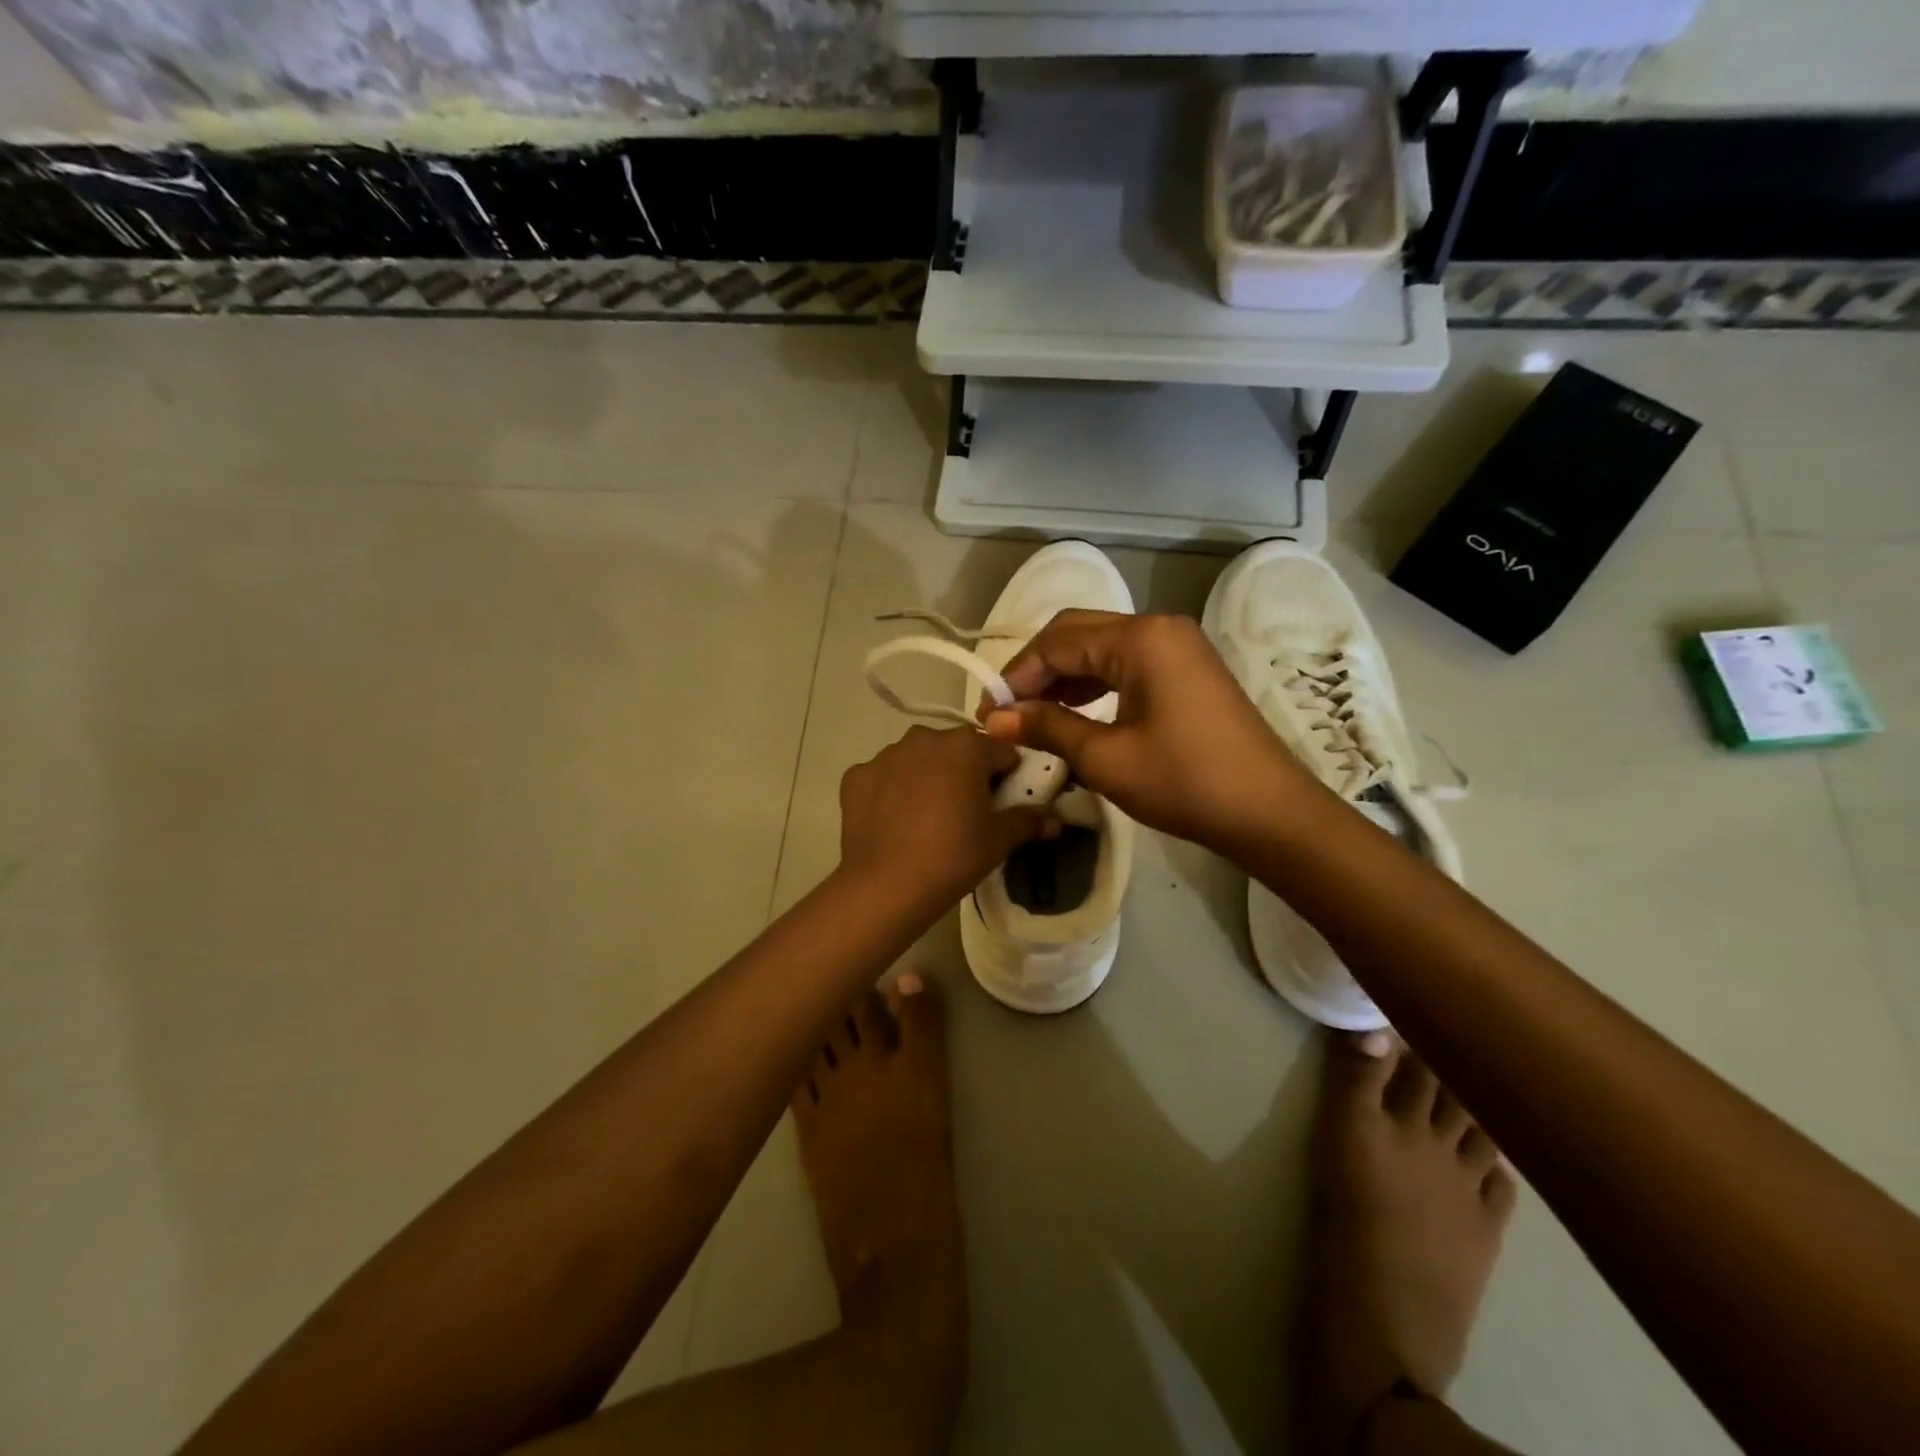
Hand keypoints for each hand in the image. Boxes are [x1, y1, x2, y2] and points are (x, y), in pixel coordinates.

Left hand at [838, 724, 1048, 912]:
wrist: (886, 886)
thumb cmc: (953, 856)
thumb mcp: (999, 840)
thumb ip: (1029, 820)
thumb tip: (1054, 819)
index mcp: (966, 745)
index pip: (1000, 752)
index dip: (1007, 776)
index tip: (1003, 802)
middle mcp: (924, 738)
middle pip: (956, 751)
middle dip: (964, 773)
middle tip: (966, 813)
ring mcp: (885, 755)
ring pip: (917, 760)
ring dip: (926, 778)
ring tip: (926, 819)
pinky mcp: (856, 776)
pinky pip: (883, 777)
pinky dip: (890, 792)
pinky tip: (893, 823)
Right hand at [981, 611, 1316, 855]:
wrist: (1268, 812)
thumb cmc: (1184, 782)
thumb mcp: (1105, 758)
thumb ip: (1047, 728)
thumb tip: (995, 720)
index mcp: (1140, 638)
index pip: (1057, 642)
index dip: (1016, 676)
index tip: (989, 715)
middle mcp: (1158, 627)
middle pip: (1077, 633)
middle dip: (1036, 670)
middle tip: (1007, 712)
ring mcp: (1177, 646)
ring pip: (1100, 648)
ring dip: (1063, 677)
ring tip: (1032, 716)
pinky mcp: (1186, 669)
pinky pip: (1125, 664)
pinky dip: (1093, 684)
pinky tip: (1073, 713)